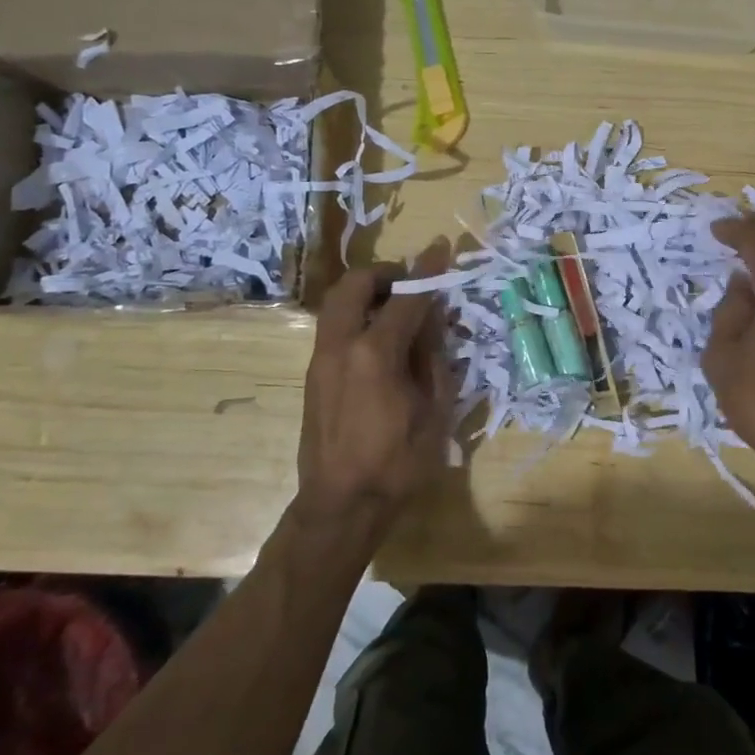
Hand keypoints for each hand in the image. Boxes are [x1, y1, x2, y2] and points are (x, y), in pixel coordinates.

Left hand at [294, 239, 454, 536]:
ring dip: (367, 292)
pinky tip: (380, 339)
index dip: (428, 272)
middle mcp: (341, 346)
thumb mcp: (434, 410)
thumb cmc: (398, 464)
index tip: (441, 248)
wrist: (340, 505)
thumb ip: (434, 357)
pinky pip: (334, 326)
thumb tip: (433, 320)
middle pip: (355, 284)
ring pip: (337, 302)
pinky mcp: (313, 374)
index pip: (406, 298)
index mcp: (376, 354)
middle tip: (412, 284)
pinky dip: (357, 315)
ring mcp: (321, 359)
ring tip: (396, 308)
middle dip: (385, 274)